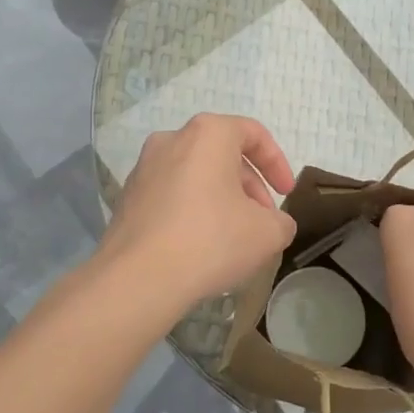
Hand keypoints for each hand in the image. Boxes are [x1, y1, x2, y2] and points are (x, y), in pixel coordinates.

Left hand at [99, 114, 296, 309]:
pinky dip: (192, 211)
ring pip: (196, 175)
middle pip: (223, 154)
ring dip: (221, 199)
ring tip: (233, 237)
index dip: (277, 163)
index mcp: (208, 134)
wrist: (137, 279)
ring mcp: (144, 168)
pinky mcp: (127, 197)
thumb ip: (281, 221)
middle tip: (262, 221)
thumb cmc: (210, 240)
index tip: (286, 194)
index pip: (253, 134)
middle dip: (249, 186)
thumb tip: (274, 224)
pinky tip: (200, 246)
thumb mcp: (267, 233)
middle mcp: (172, 139)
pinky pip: (171, 195)